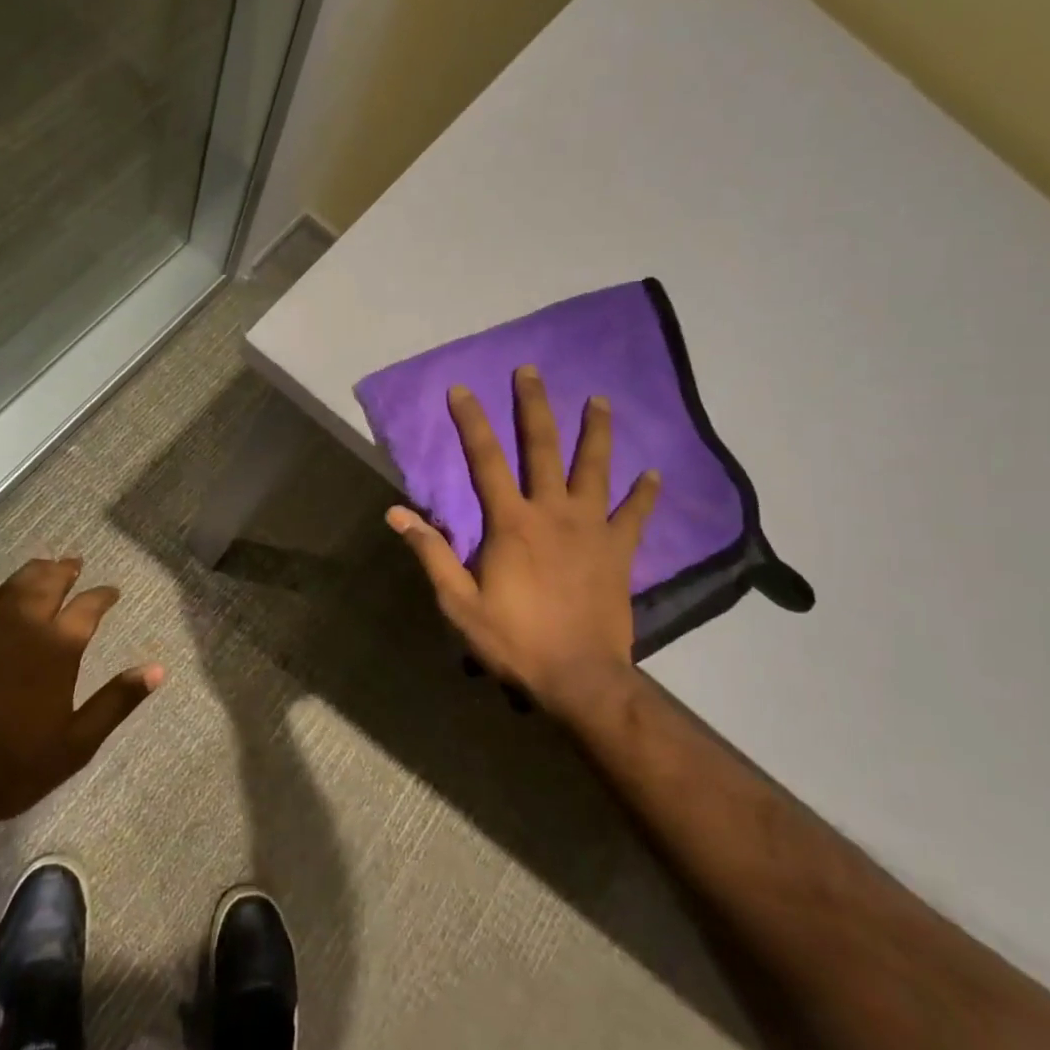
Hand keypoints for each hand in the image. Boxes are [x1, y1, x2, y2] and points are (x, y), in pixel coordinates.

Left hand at [0, 557, 162, 828]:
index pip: (88, 608)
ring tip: (43, 564)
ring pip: (11, 587)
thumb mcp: (77, 743)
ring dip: (30, 572)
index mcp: (58, 649)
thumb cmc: (13, 768)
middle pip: (48, 585)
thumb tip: (157, 669)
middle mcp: (23, 627)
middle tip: (74, 562)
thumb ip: (117, 701)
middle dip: (65, 571)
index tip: (111, 592)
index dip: (103, 596)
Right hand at [387, 366, 657, 719]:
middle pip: (542, 447)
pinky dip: (644, 493)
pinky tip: (653, 473)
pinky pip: (634, 514)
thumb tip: (396, 513)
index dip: (471, 422)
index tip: (461, 389)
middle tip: (530, 371)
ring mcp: (591, 528)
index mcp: (511, 523)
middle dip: (533, 406)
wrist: (579, 677)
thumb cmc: (514, 640)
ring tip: (599, 399)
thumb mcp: (459, 602)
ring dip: (596, 431)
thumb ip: (431, 552)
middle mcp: (552, 512)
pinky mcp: (619, 550)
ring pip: (594, 468)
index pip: (485, 460)